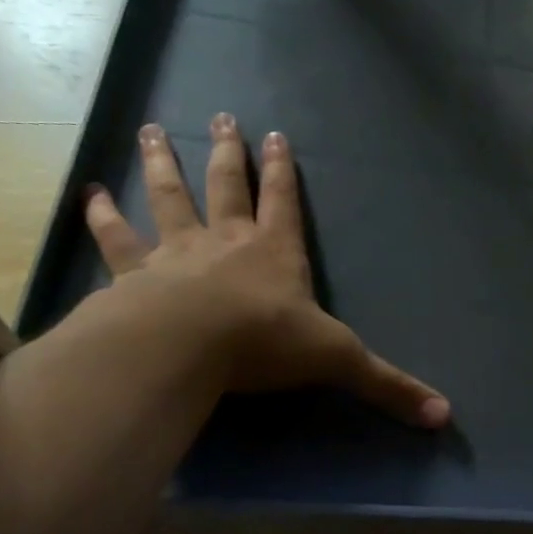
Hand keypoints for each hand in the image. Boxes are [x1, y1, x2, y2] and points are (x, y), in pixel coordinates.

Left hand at [84, 116, 449, 427]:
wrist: (185, 347)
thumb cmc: (264, 343)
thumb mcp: (338, 362)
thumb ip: (387, 386)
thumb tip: (444, 416)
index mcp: (275, 253)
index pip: (283, 202)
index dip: (282, 170)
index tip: (275, 133)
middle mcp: (225, 242)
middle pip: (227, 186)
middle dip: (226, 153)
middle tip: (220, 117)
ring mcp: (175, 254)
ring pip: (169, 199)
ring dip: (162, 166)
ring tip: (150, 133)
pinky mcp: (134, 276)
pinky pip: (116, 241)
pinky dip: (102, 219)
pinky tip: (88, 196)